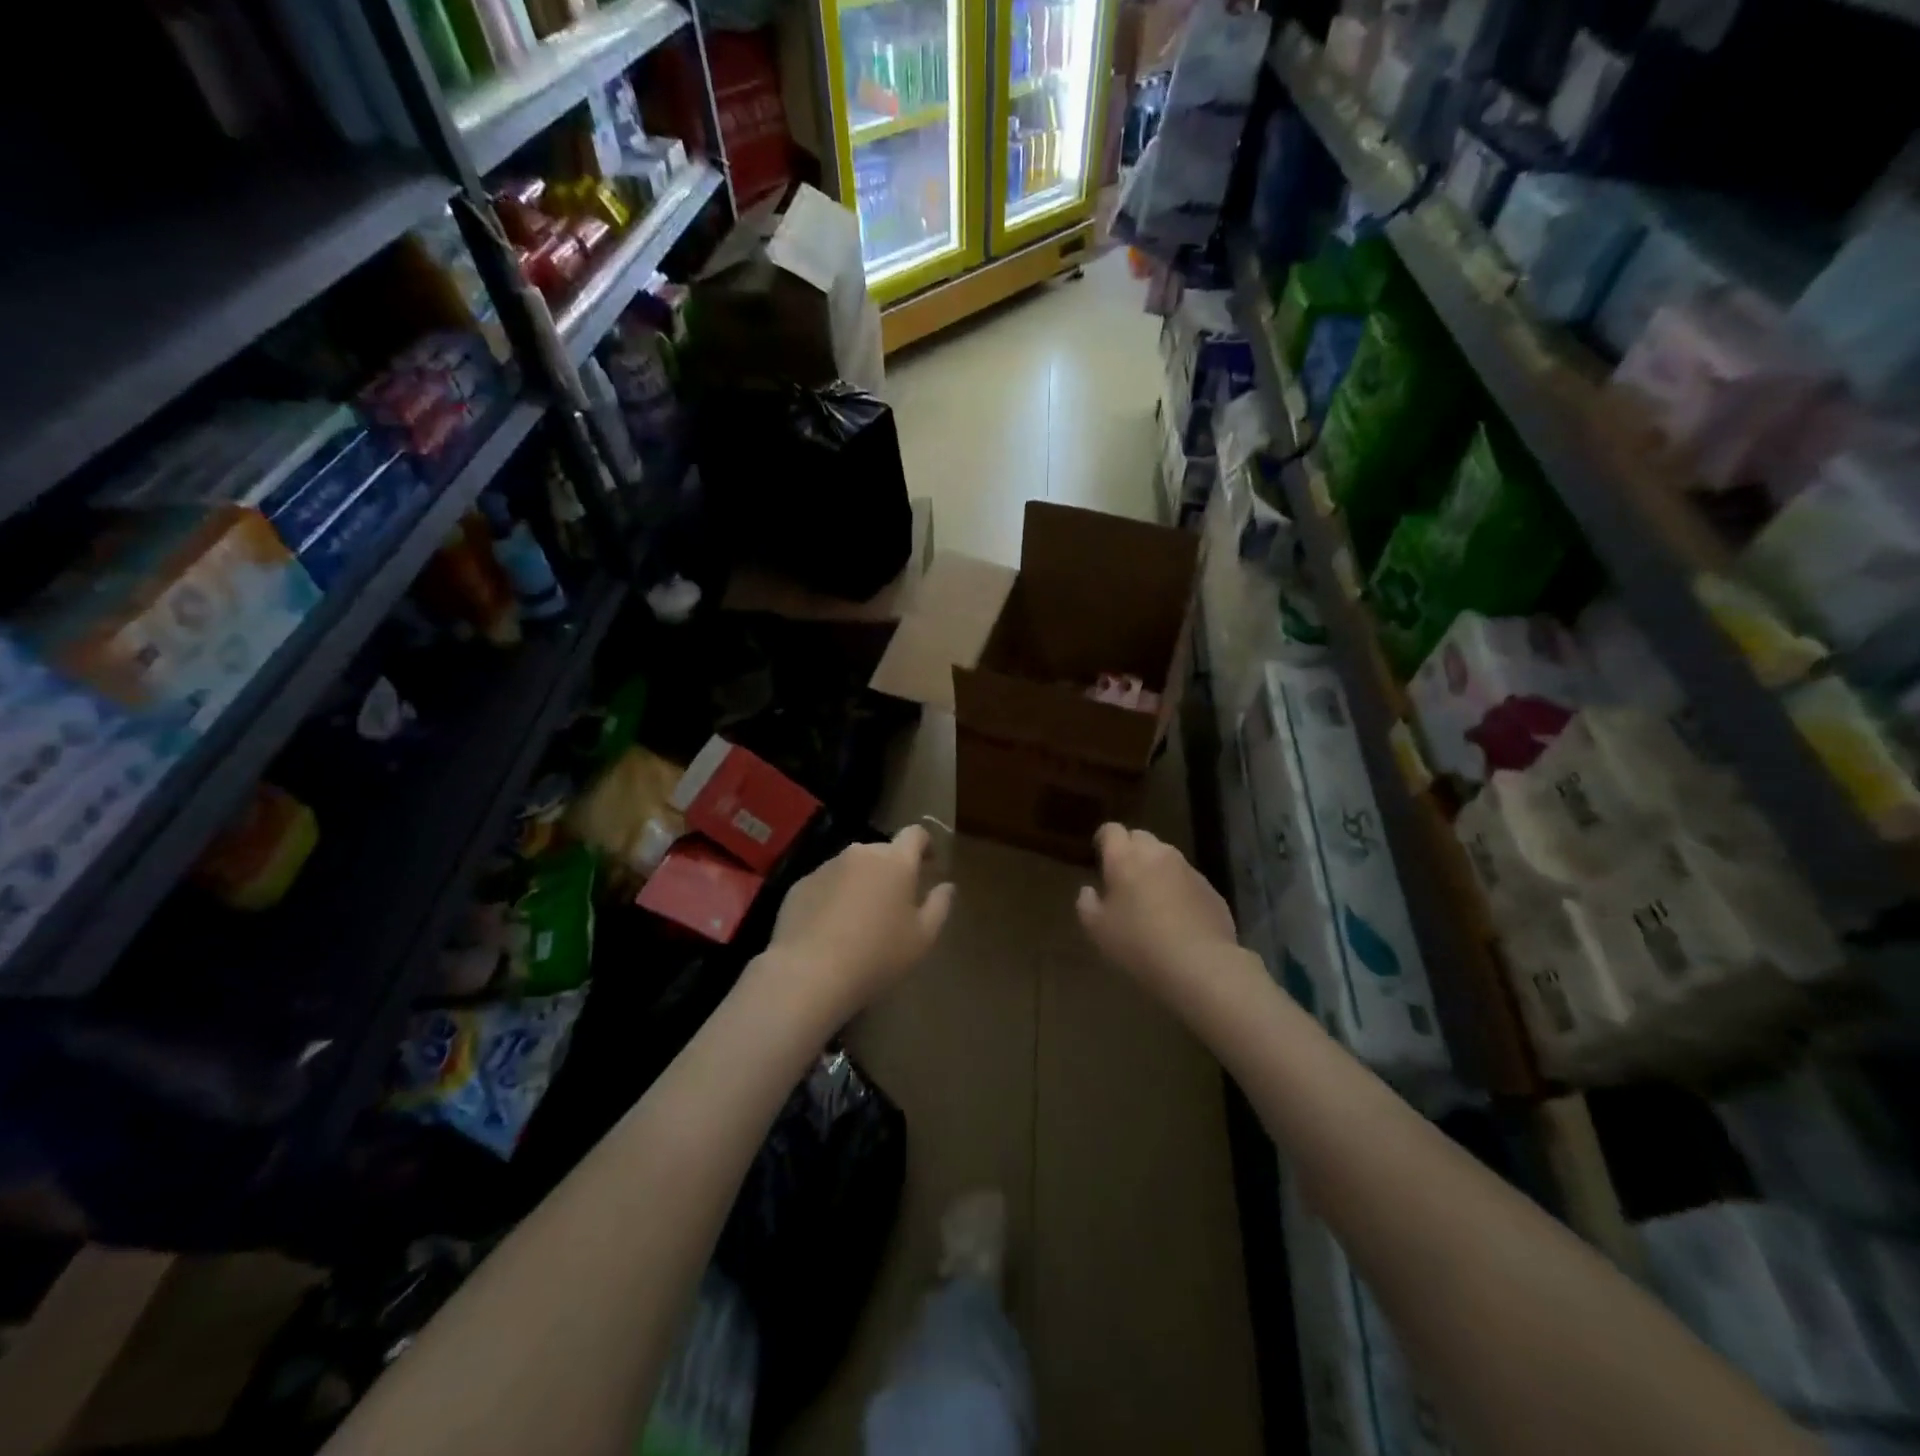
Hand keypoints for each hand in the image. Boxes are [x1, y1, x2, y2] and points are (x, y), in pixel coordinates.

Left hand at [763, 824, 953, 1019]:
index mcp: (895, 861)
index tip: (929, 863)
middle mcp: (860, 854)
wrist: (809, 974)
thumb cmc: (877, 955)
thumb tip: (947, 886)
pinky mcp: (800, 885)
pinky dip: (833, 897)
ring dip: (861, 882)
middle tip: (895, 902)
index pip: (915, 834)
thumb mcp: (922, 938)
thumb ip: (939, 906)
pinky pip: (825, 884)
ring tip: (860, 918)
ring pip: (852, 867)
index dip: (925, 844)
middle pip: (882, 852)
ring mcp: (826, 867)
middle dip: (892, 869)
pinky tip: (831, 928)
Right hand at [1077, 824, 1238, 1002]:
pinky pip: (1187, 879)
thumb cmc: (1138, 943)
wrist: (1199, 963)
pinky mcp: (1210, 888)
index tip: (1100, 859)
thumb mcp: (1097, 929)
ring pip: (1166, 857)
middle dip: (1131, 851)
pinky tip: (1178, 918)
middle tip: (1124, 879)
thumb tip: (1089, 890)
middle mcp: (1157, 853)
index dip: (1104, 841)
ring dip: (1156, 869)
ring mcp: (1187, 869)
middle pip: (1140, 837)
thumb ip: (1087, 903)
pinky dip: (1179, 889)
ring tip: (1152, 900)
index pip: (1111, 830)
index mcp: (1125, 857)